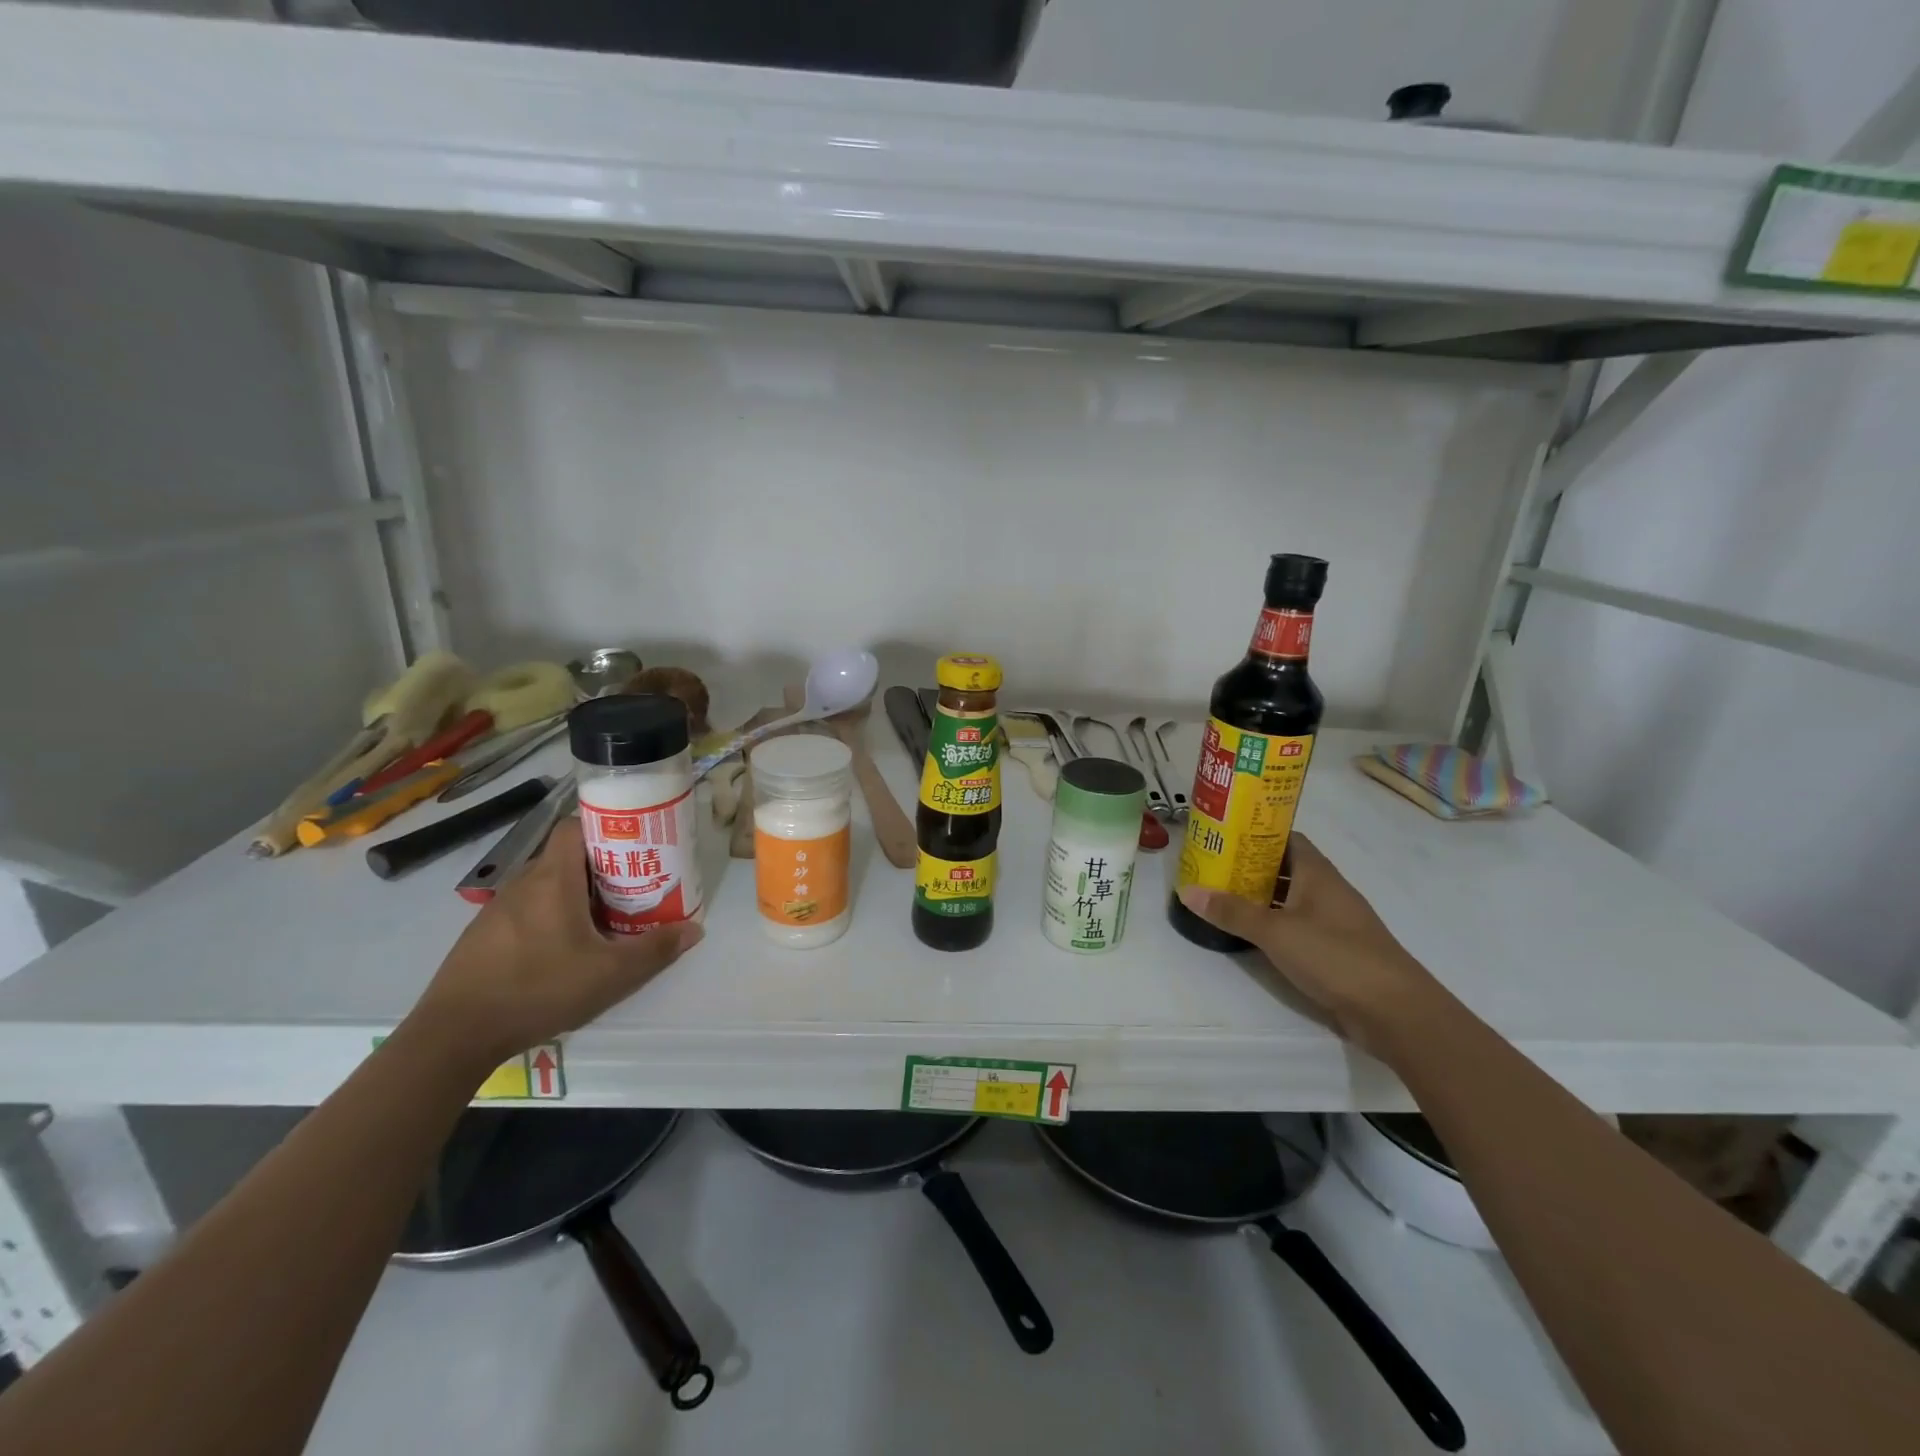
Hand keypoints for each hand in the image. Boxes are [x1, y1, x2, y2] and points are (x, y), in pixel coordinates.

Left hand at [409, 817, 702, 1069]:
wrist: (453, 1035)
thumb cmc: (538, 989)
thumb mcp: (610, 975)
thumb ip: (655, 949)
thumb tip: (695, 930)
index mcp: (553, 879)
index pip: (575, 826)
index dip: (606, 827)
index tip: (634, 844)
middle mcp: (523, 883)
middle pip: (566, 857)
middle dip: (601, 867)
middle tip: (632, 886)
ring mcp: (497, 910)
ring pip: (545, 885)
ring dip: (575, 894)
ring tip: (604, 919)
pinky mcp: (483, 936)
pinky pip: (526, 910)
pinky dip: (550, 917)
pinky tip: (562, 950)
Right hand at [1176, 834, 1442, 1055]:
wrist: (1395, 1011)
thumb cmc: (1335, 956)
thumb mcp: (1275, 932)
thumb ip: (1232, 912)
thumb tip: (1188, 890)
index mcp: (1318, 874)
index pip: (1287, 838)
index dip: (1258, 833)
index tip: (1225, 835)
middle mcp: (1328, 891)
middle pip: (1287, 868)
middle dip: (1252, 866)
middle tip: (1214, 866)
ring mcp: (1335, 922)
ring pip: (1292, 899)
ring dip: (1263, 897)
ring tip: (1223, 896)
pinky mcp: (1336, 951)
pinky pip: (1299, 926)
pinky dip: (1275, 924)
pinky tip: (1252, 933)